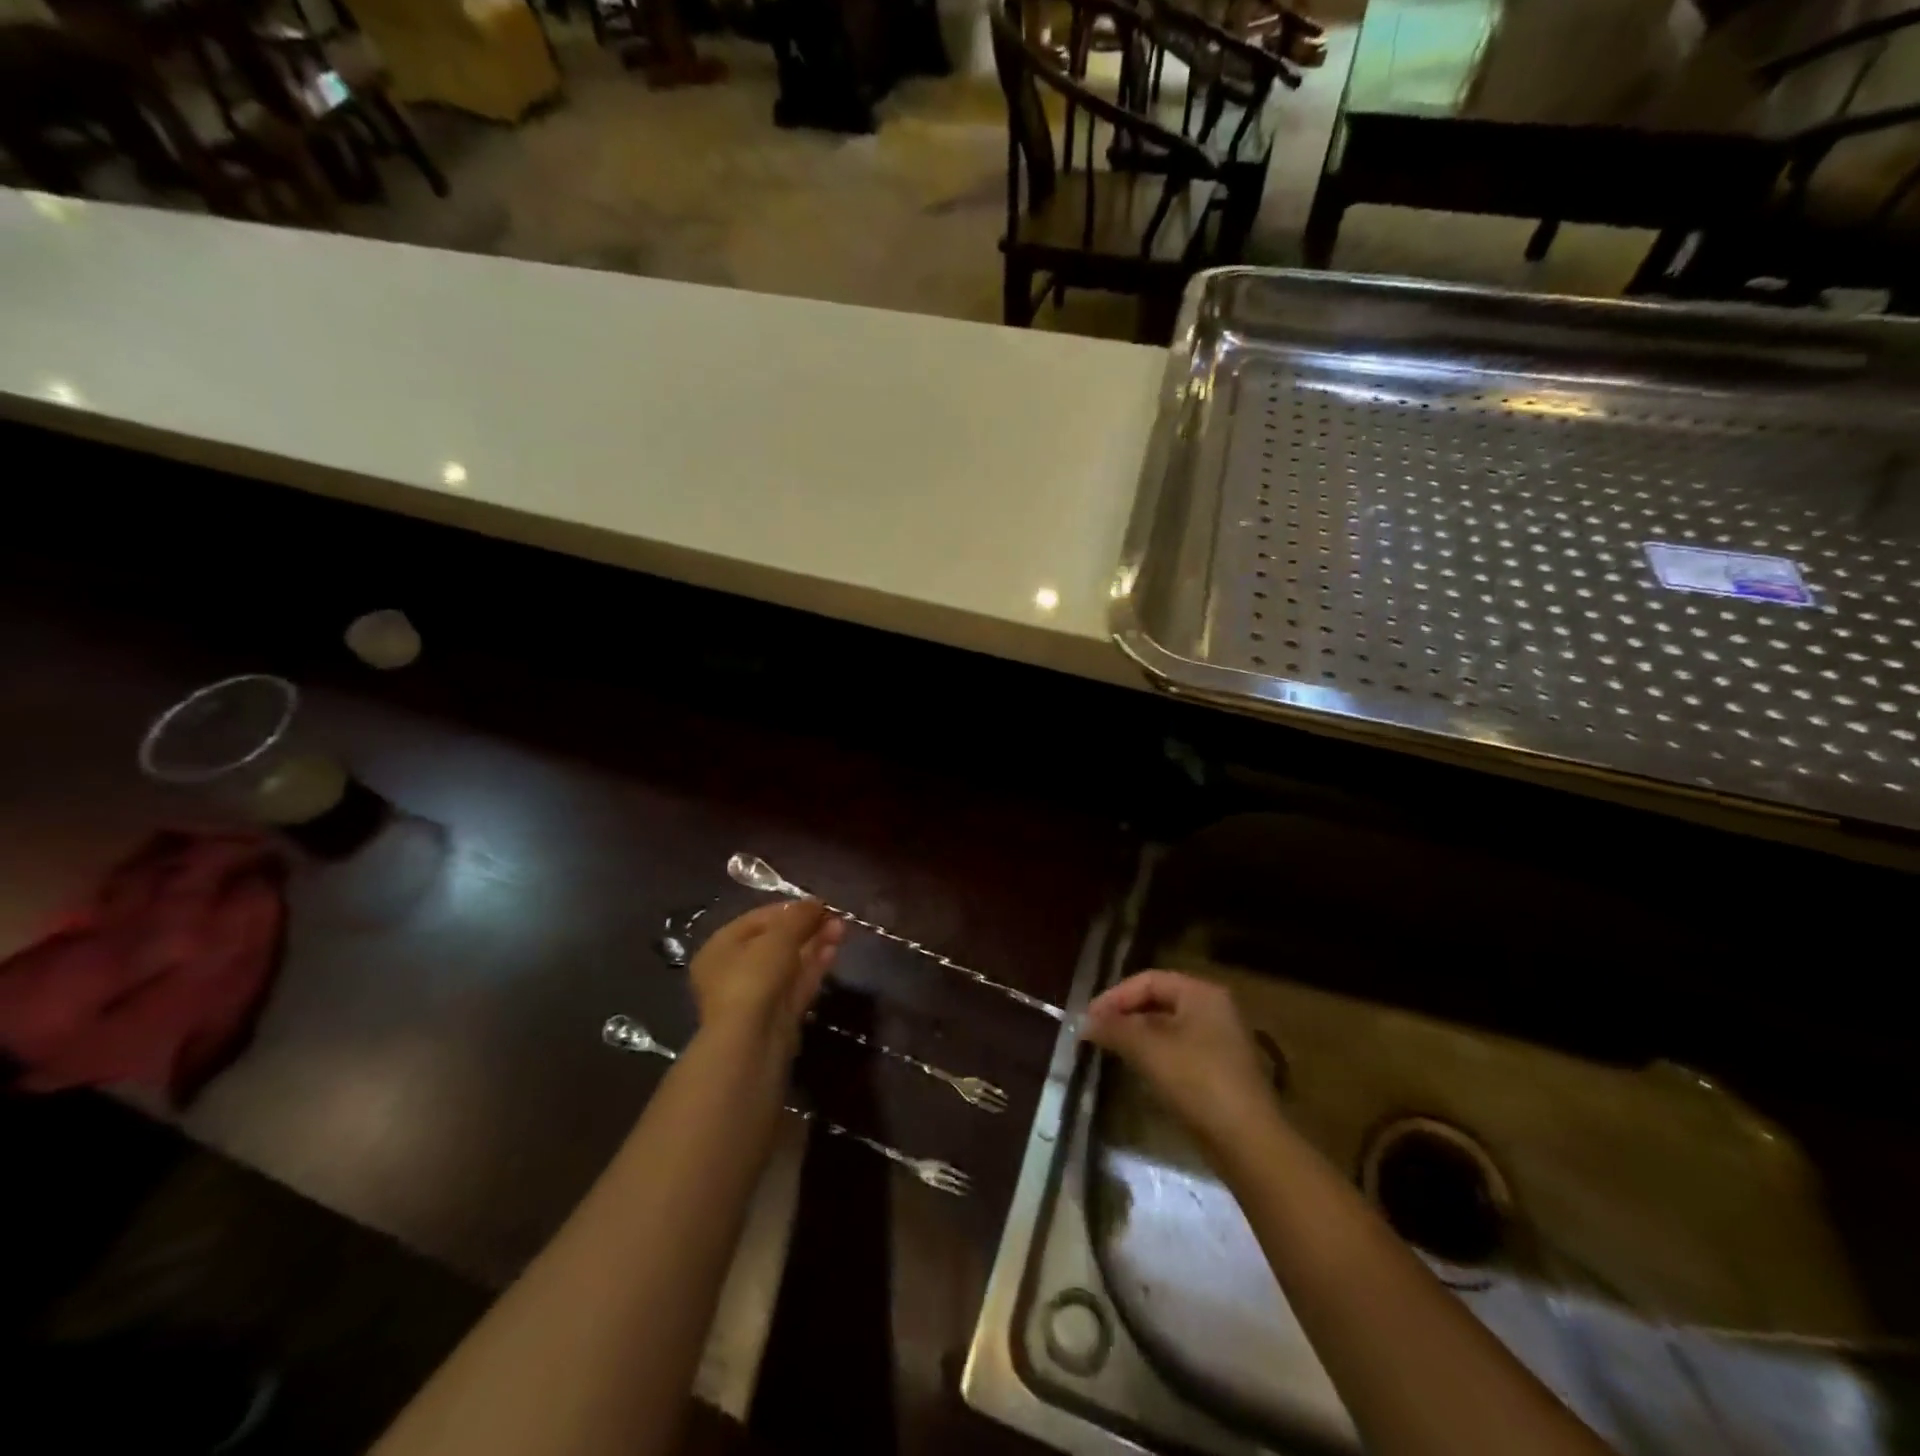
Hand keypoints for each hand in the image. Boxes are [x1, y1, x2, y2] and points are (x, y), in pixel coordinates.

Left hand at [688, 901, 844, 1048]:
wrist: (753, 1040)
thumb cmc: (754, 977)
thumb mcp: (778, 936)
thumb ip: (799, 916)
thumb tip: (817, 903)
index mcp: (720, 948)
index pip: (756, 919)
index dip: (788, 908)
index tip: (817, 904)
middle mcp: (733, 971)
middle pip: (775, 941)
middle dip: (805, 927)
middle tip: (834, 917)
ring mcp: (756, 996)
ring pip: (789, 963)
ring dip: (814, 944)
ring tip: (841, 929)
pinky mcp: (777, 1015)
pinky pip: (797, 983)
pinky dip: (815, 966)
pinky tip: (834, 950)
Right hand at [1084, 970, 1276, 1152]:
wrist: (1248, 1142)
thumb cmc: (1197, 1082)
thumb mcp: (1149, 1050)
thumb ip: (1114, 1029)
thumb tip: (1084, 1022)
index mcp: (1202, 993)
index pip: (1149, 980)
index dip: (1115, 996)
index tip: (1088, 1018)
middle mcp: (1214, 1009)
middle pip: (1158, 1001)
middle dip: (1124, 1015)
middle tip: (1095, 1033)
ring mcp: (1220, 1041)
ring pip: (1167, 1028)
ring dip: (1137, 1036)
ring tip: (1109, 1050)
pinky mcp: (1220, 1070)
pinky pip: (1178, 1050)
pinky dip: (1154, 1054)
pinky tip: (1137, 1070)